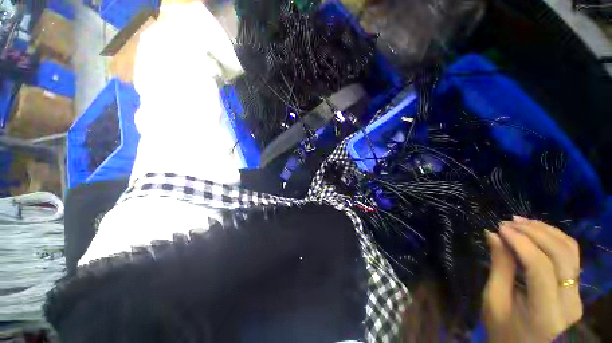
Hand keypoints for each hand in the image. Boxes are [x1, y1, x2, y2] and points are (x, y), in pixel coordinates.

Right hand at [483, 216, 582, 341]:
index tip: (500, 228)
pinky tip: (536, 231)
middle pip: (561, 256)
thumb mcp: (494, 300)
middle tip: (508, 222)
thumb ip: (499, 267)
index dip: (521, 243)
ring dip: (545, 231)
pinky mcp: (576, 288)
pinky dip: (554, 238)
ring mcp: (577, 295)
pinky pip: (571, 256)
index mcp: (546, 313)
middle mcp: (569, 302)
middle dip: (534, 233)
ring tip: (520, 222)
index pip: (540, 268)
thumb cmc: (503, 329)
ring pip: (570, 251)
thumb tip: (494, 235)